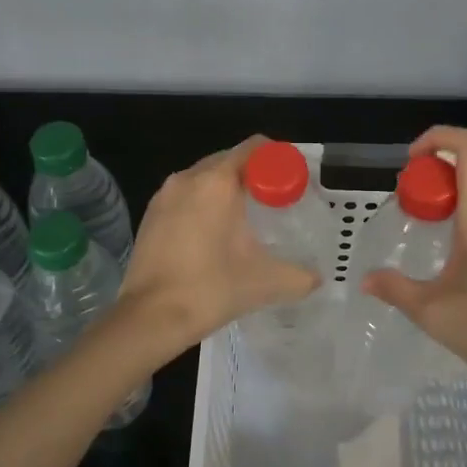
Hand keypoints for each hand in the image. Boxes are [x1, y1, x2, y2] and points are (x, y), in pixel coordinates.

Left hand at [117, 136, 318, 356]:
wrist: (149, 317)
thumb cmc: (210, 289)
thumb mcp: (266, 283)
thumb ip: (300, 276)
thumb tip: (317, 278)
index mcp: (217, 181)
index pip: (253, 148)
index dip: (277, 160)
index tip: (291, 183)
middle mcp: (188, 178)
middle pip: (228, 160)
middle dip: (253, 176)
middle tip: (274, 203)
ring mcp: (164, 195)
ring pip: (204, 178)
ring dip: (226, 190)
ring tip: (245, 220)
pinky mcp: (150, 215)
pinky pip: (185, 196)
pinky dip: (203, 205)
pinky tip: (214, 235)